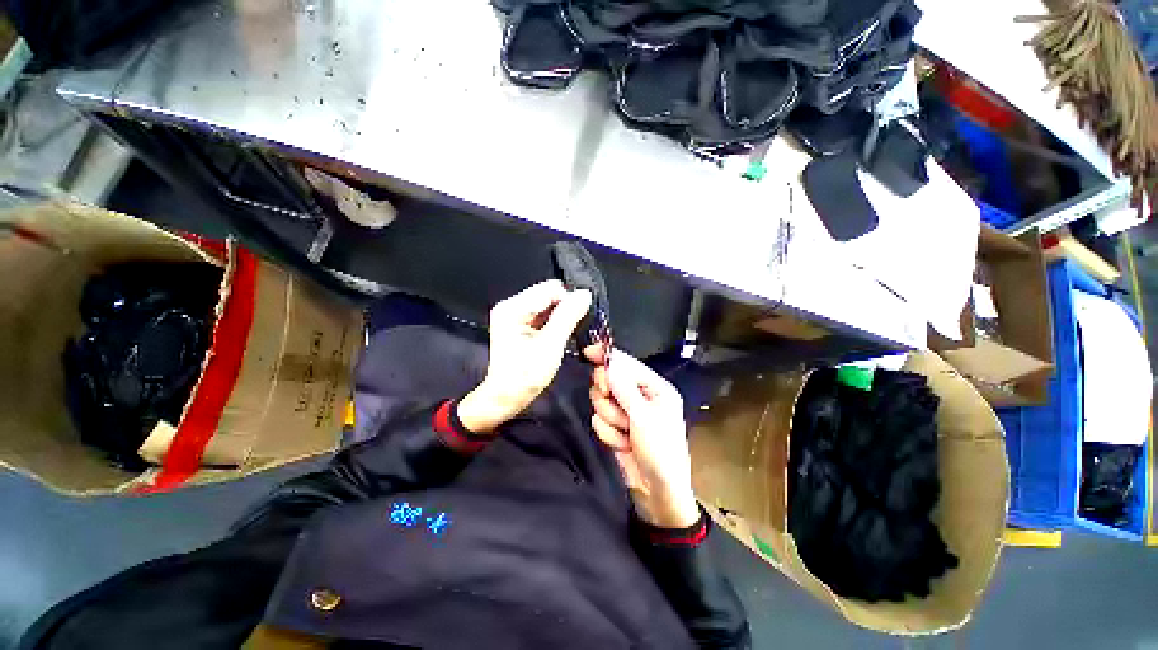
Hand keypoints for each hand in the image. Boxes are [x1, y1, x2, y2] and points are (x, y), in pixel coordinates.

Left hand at [457, 280, 591, 433]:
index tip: (580, 320)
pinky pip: (545, 315)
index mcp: (513, 308)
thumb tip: (584, 295)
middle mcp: (512, 306)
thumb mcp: (550, 346)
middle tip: (571, 331)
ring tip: (564, 337)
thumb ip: (568, 317)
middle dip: (565, 310)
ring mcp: (516, 315)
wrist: (506, 398)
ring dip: (562, 318)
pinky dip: (556, 324)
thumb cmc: (524, 377)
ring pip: (549, 305)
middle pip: (550, 295)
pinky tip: (558, 338)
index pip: (551, 289)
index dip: (569, 302)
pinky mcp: (521, 324)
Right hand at [588, 351, 699, 528]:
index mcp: (654, 387)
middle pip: (609, 380)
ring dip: (611, 419)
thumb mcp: (644, 417)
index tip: (588, 353)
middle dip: (608, 396)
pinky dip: (609, 433)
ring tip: (626, 434)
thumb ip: (624, 388)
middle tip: (612, 403)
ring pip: (601, 401)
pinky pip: (600, 421)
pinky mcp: (616, 427)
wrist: (657, 492)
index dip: (607, 357)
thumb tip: (610, 362)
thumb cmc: (660, 451)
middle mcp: (639, 396)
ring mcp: (626, 413)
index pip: (627, 364)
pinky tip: (622, 444)